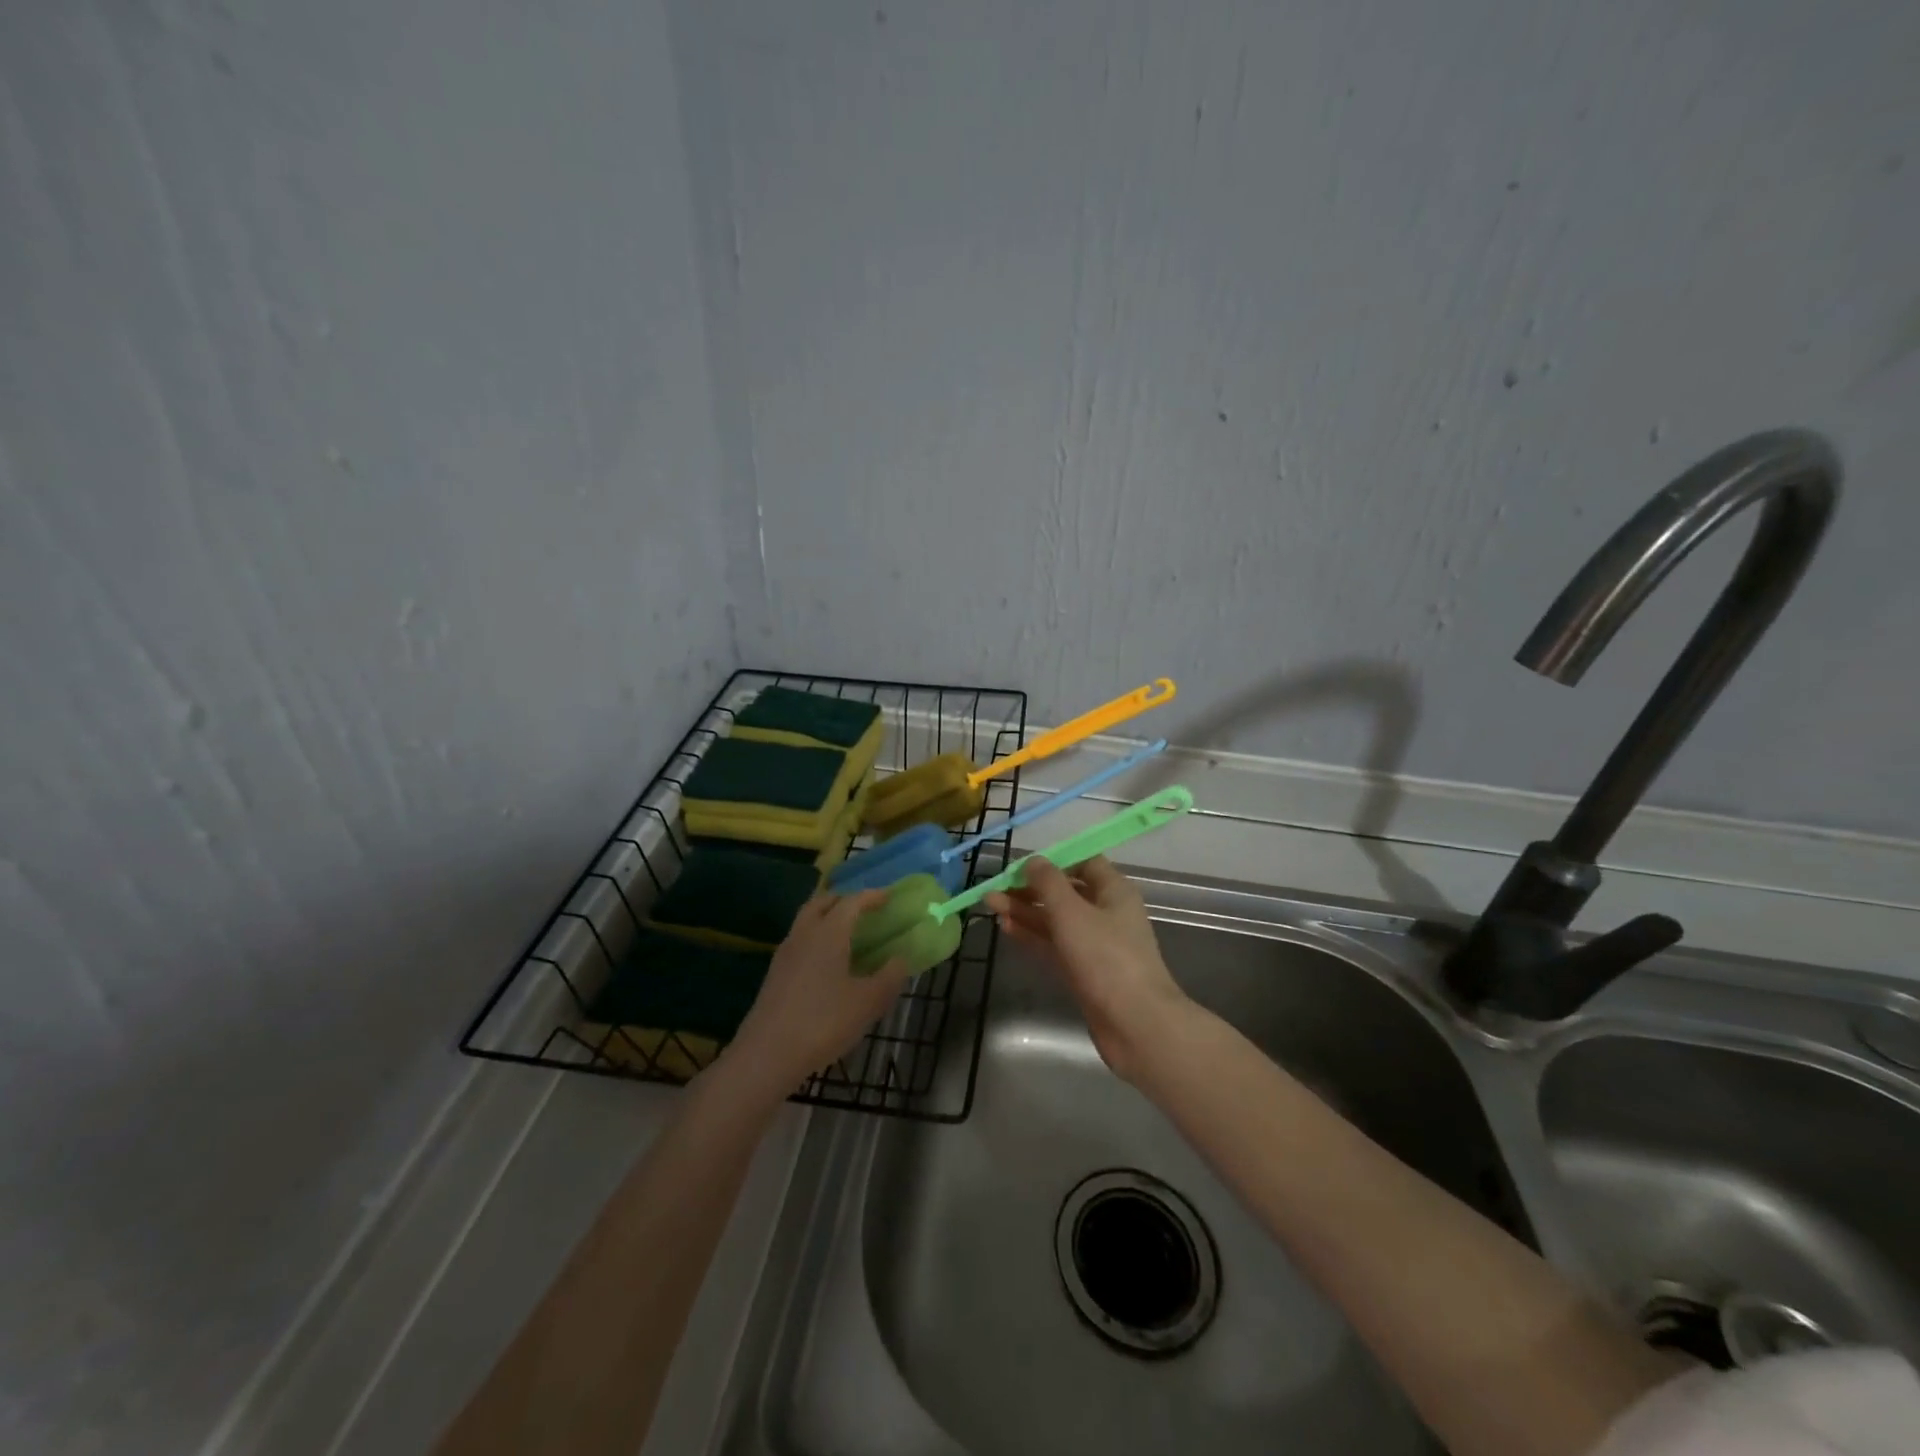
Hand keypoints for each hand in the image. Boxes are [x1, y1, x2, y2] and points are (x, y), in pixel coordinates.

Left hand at [722, 890, 908, 1095]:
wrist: (767, 1055)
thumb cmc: (823, 1022)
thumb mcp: (868, 1002)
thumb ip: (890, 977)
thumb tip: (901, 959)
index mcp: (829, 932)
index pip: (852, 902)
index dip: (872, 896)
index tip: (889, 896)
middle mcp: (804, 934)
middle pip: (822, 903)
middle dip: (844, 900)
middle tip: (864, 910)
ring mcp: (785, 954)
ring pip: (807, 921)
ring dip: (827, 918)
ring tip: (848, 935)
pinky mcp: (775, 974)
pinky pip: (800, 942)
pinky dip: (816, 939)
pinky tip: (828, 964)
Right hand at [986, 855, 1189, 1082]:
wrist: (1136, 1024)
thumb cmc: (1106, 958)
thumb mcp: (1072, 912)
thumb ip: (1048, 883)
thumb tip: (1033, 861)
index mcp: (1114, 891)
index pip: (1084, 862)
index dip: (1053, 861)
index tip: (1021, 866)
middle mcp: (1107, 913)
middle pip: (1066, 892)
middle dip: (1030, 889)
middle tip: (995, 888)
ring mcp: (1096, 945)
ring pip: (1056, 920)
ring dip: (1026, 911)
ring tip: (990, 905)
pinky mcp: (1085, 972)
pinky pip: (1055, 945)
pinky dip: (1033, 935)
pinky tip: (1006, 928)